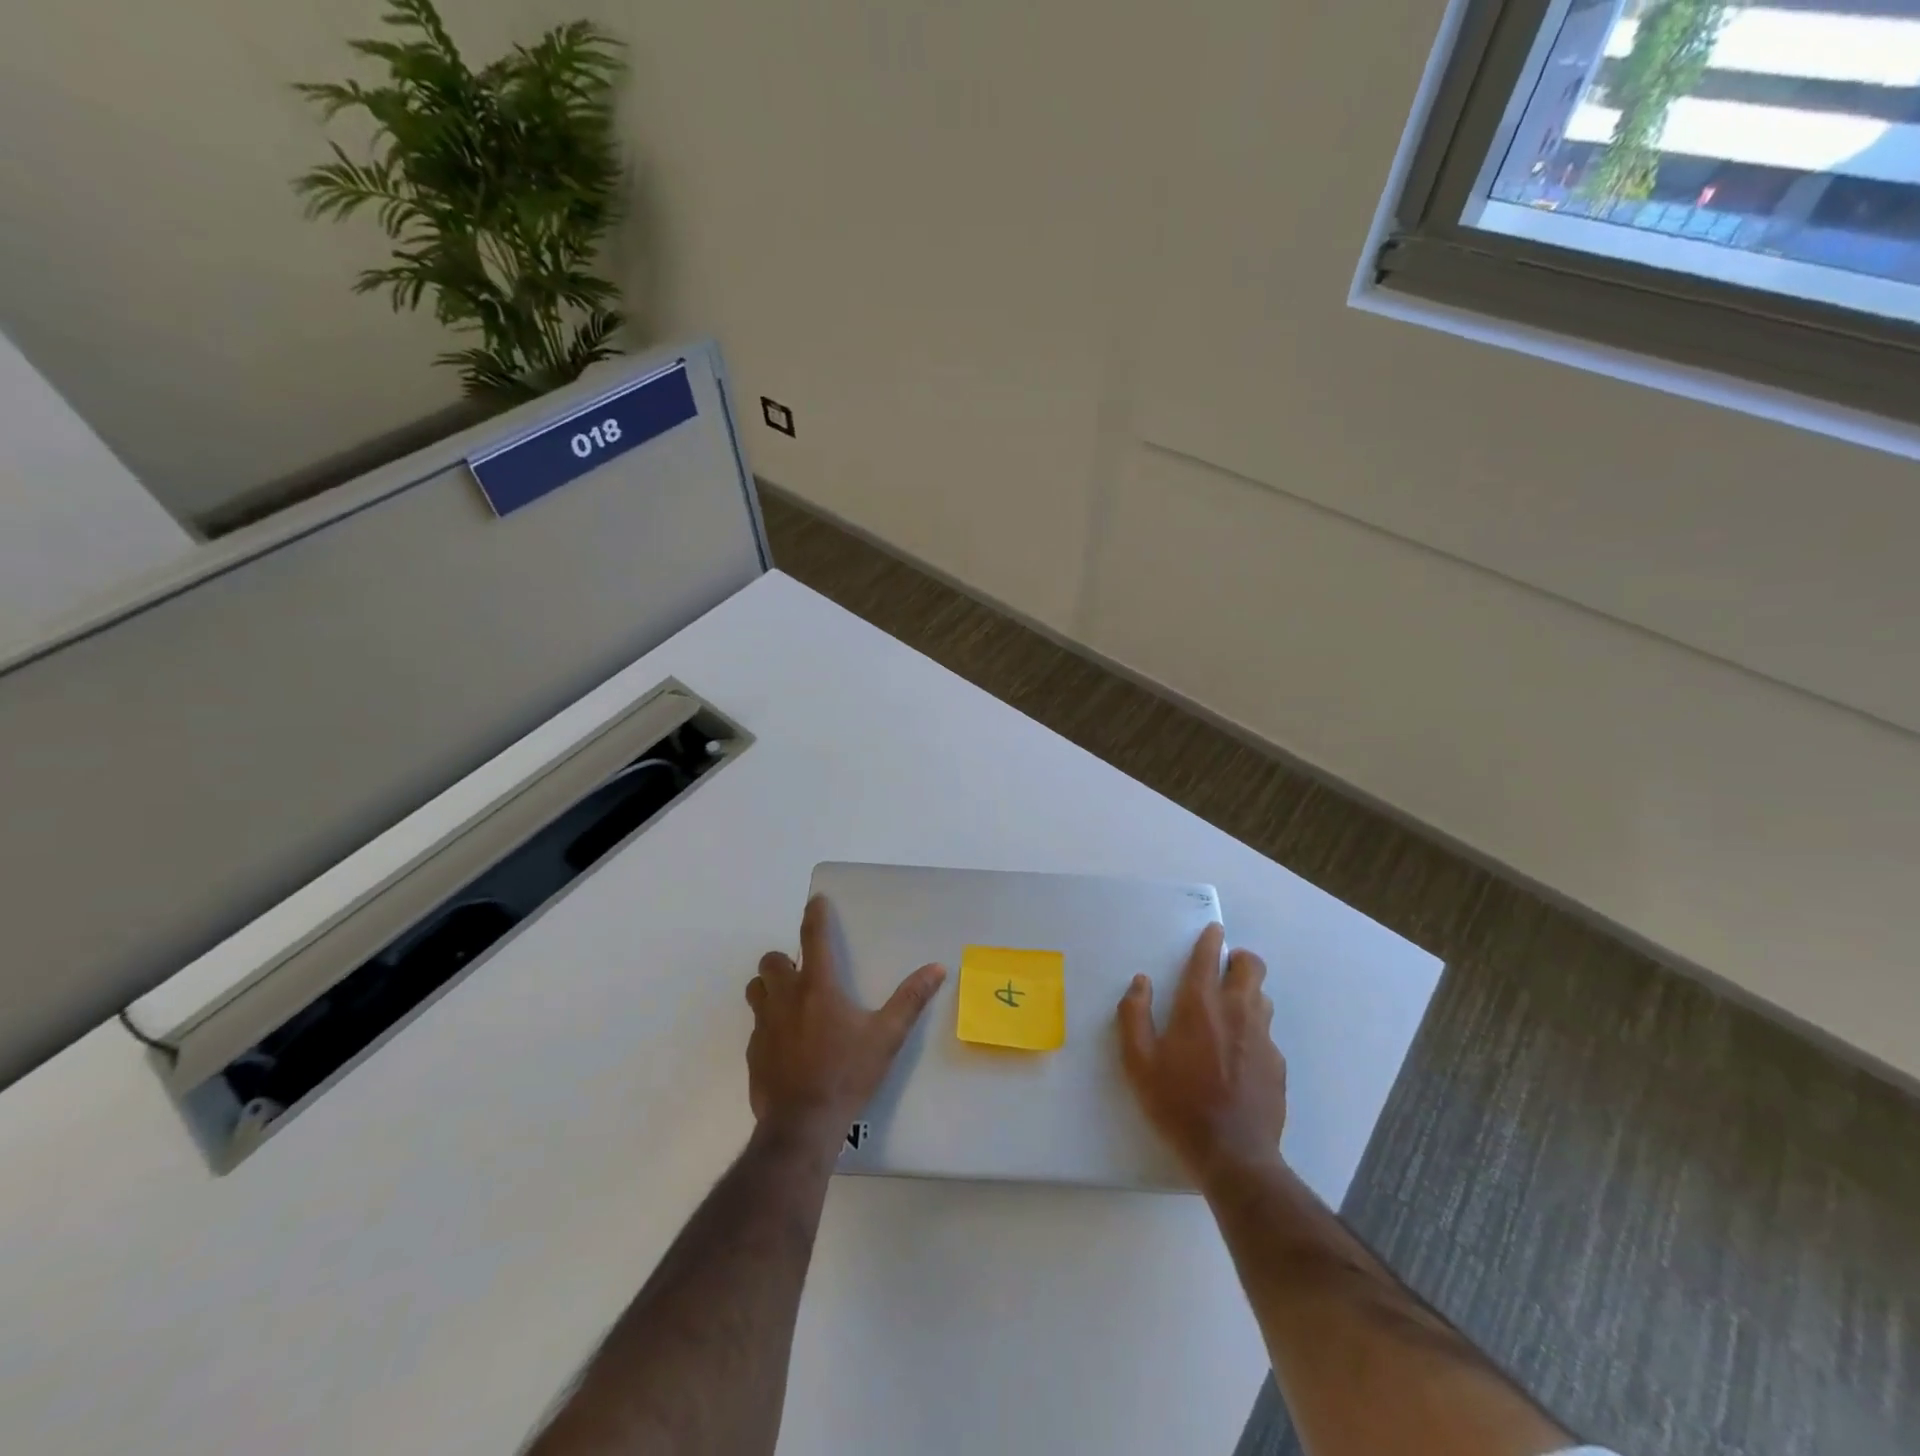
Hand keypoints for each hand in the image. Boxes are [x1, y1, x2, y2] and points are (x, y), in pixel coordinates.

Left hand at [745, 895, 946, 1150]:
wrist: (802, 1126)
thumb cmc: (847, 1074)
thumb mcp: (886, 1037)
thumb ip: (910, 1000)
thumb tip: (936, 968)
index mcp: (817, 988)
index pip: (812, 938)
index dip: (814, 915)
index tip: (816, 901)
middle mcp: (785, 998)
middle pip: (771, 962)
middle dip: (784, 960)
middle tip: (803, 972)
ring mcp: (764, 1026)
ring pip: (756, 990)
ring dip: (769, 988)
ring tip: (790, 1002)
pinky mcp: (753, 1053)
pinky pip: (756, 1026)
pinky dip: (768, 1024)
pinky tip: (787, 1044)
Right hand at [1118, 923, 1286, 1183]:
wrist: (1233, 1156)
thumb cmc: (1177, 1104)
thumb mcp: (1138, 1062)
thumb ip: (1134, 1015)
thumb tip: (1141, 983)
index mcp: (1200, 1006)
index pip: (1209, 958)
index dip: (1210, 940)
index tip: (1213, 930)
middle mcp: (1237, 1012)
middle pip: (1251, 967)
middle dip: (1239, 959)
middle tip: (1224, 968)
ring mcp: (1263, 1038)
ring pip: (1263, 997)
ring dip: (1248, 993)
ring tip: (1229, 1010)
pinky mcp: (1278, 1064)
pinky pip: (1267, 1033)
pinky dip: (1253, 1031)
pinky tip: (1239, 1056)